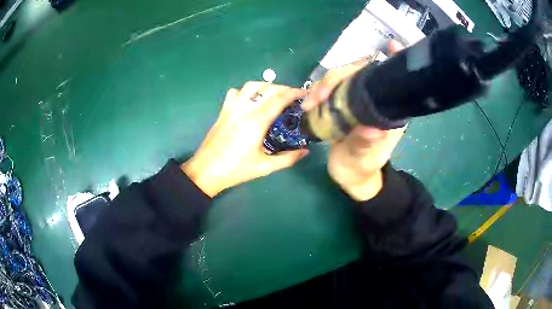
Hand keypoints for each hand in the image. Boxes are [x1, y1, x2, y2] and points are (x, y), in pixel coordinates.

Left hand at [182, 82, 309, 196]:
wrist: (206, 172)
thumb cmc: (235, 170)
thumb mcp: (264, 167)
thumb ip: (287, 159)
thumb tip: (305, 151)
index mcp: (255, 123)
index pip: (278, 99)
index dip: (293, 93)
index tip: (303, 93)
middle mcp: (243, 111)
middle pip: (266, 88)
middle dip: (283, 88)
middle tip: (293, 95)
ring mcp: (231, 109)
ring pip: (249, 86)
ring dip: (264, 86)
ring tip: (273, 94)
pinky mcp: (222, 112)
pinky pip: (234, 93)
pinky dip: (245, 91)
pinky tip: (250, 100)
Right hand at [302, 40, 405, 200]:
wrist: (351, 176)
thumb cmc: (360, 169)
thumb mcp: (362, 161)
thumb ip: (365, 145)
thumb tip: (372, 127)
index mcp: (389, 113)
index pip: (392, 82)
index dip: (393, 62)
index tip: (391, 46)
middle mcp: (375, 102)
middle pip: (361, 74)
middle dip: (340, 76)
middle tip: (318, 95)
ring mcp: (357, 101)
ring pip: (344, 79)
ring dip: (325, 84)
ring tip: (310, 102)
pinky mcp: (343, 104)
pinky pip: (332, 89)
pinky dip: (319, 91)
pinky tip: (310, 100)